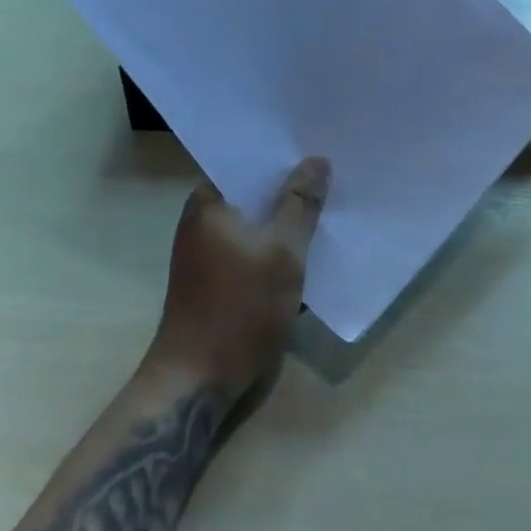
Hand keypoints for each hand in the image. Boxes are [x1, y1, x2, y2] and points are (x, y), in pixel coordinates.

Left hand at [145, 157, 329, 400]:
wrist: (198, 382)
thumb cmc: (239, 308)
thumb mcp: (283, 251)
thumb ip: (301, 203)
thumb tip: (316, 160)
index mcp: (208, 201)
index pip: (248, 162)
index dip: (283, 156)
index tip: (317, 148)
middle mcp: (202, 219)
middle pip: (253, 192)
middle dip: (290, 188)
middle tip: (333, 175)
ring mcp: (206, 251)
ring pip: (255, 223)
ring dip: (285, 221)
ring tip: (327, 207)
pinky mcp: (216, 279)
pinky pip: (251, 248)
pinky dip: (275, 247)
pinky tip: (307, 249)